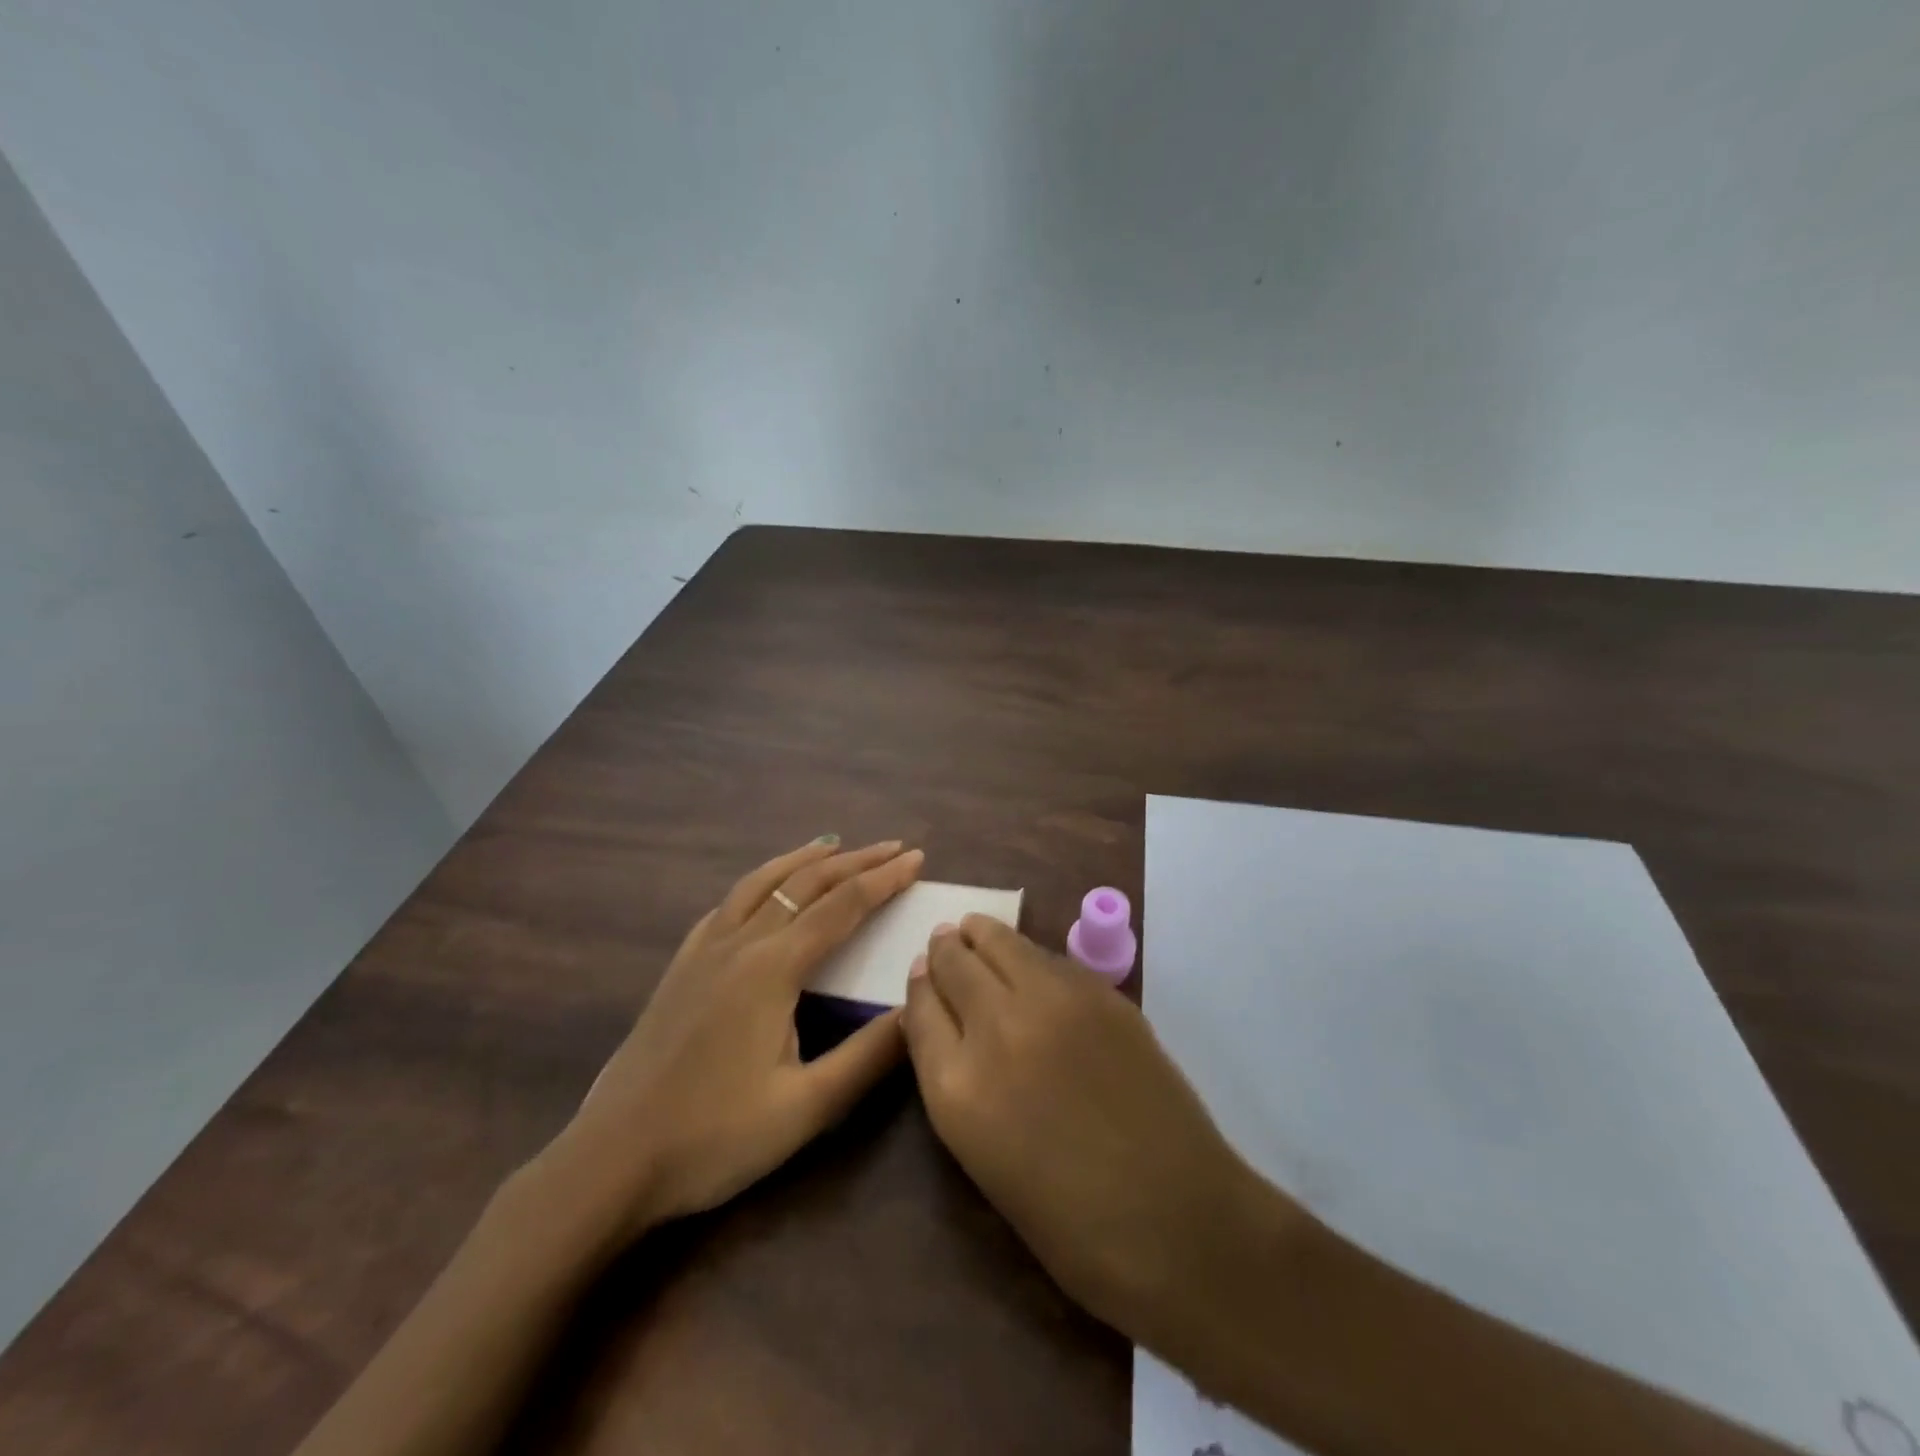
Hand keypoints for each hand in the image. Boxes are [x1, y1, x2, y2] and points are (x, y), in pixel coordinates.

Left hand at [540, 837, 923, 1240]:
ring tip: (833, 845)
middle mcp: (739, 944)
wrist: (612, 1162)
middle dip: (854, 861)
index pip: (842, 907)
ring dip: (803, 860)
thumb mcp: (805, 1108)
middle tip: (893, 847)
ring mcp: (702, 952)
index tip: (917, 858)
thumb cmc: (714, 1138)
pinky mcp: (679, 968)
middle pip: (805, 884)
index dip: (883, 879)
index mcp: (772, 969)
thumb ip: (867, 1056)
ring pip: (760, 884)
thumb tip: (917, 1010)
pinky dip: (759, 884)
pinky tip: (763, 891)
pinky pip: (726, 906)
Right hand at [902, 916, 1286, 1339]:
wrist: (1176, 1221)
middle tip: (945, 941)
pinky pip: (1047, 957)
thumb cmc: (1070, 1221)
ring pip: (1000, 942)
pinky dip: (1027, 953)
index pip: (919, 1009)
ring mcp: (1052, 1002)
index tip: (922, 973)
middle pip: (954, 964)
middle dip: (944, 951)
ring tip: (976, 931)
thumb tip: (942, 1022)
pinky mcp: (1099, 992)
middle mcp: (997, 1029)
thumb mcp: (982, 1157)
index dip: (920, 986)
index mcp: (957, 1088)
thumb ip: (952, 1080)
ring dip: (982, 936)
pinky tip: (1027, 961)